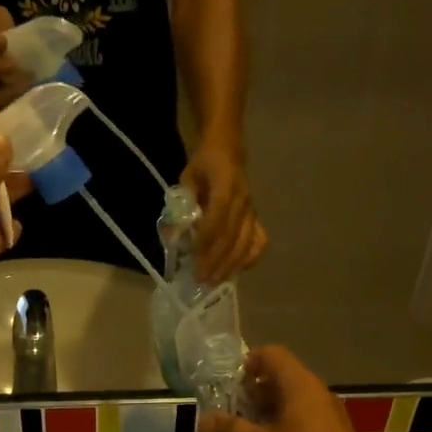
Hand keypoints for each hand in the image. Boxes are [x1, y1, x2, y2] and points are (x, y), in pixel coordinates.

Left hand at [181, 141, 266, 283]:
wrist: (228, 151)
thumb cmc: (204, 166)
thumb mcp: (187, 179)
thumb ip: (182, 206)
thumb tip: (173, 236)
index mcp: (226, 184)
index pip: (218, 216)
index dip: (206, 239)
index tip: (194, 257)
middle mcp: (243, 200)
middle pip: (232, 236)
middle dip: (216, 260)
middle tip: (201, 279)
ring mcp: (252, 211)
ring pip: (246, 243)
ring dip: (230, 265)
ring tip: (215, 281)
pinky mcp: (256, 218)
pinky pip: (258, 242)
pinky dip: (249, 259)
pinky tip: (236, 271)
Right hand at [197, 346, 381, 431]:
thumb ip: (230, 431)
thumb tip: (203, 419)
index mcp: (301, 386)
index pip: (273, 355)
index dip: (248, 363)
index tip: (228, 385)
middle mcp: (318, 394)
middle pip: (282, 378)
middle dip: (253, 392)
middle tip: (229, 413)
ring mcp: (329, 416)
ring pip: (292, 402)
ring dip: (266, 413)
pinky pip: (303, 420)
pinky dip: (282, 427)